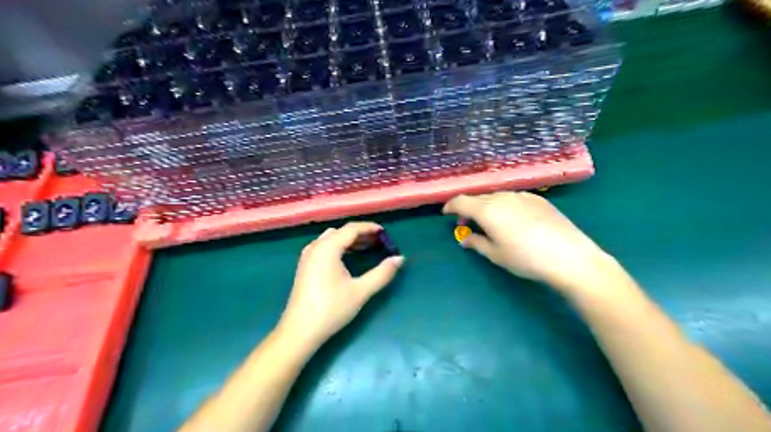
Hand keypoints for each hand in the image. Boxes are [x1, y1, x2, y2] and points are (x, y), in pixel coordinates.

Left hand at [280, 223, 404, 347]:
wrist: (299, 331)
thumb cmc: (331, 309)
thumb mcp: (361, 291)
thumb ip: (382, 273)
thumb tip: (400, 258)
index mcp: (327, 248)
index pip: (351, 229)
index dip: (369, 228)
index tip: (385, 233)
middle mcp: (316, 247)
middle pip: (341, 232)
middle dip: (361, 234)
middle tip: (379, 241)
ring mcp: (308, 256)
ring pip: (331, 239)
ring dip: (349, 240)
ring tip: (367, 248)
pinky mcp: (305, 266)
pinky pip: (324, 247)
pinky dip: (339, 247)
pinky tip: (349, 259)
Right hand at [442, 192, 617, 293]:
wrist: (569, 256)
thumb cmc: (526, 258)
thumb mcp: (496, 254)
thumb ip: (476, 243)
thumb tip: (465, 239)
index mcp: (487, 210)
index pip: (461, 201)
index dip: (451, 206)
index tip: (446, 214)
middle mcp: (503, 197)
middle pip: (478, 197)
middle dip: (468, 208)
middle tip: (467, 223)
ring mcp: (522, 196)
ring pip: (496, 196)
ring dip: (486, 206)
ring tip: (489, 222)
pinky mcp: (538, 199)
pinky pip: (513, 198)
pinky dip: (504, 205)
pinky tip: (512, 219)